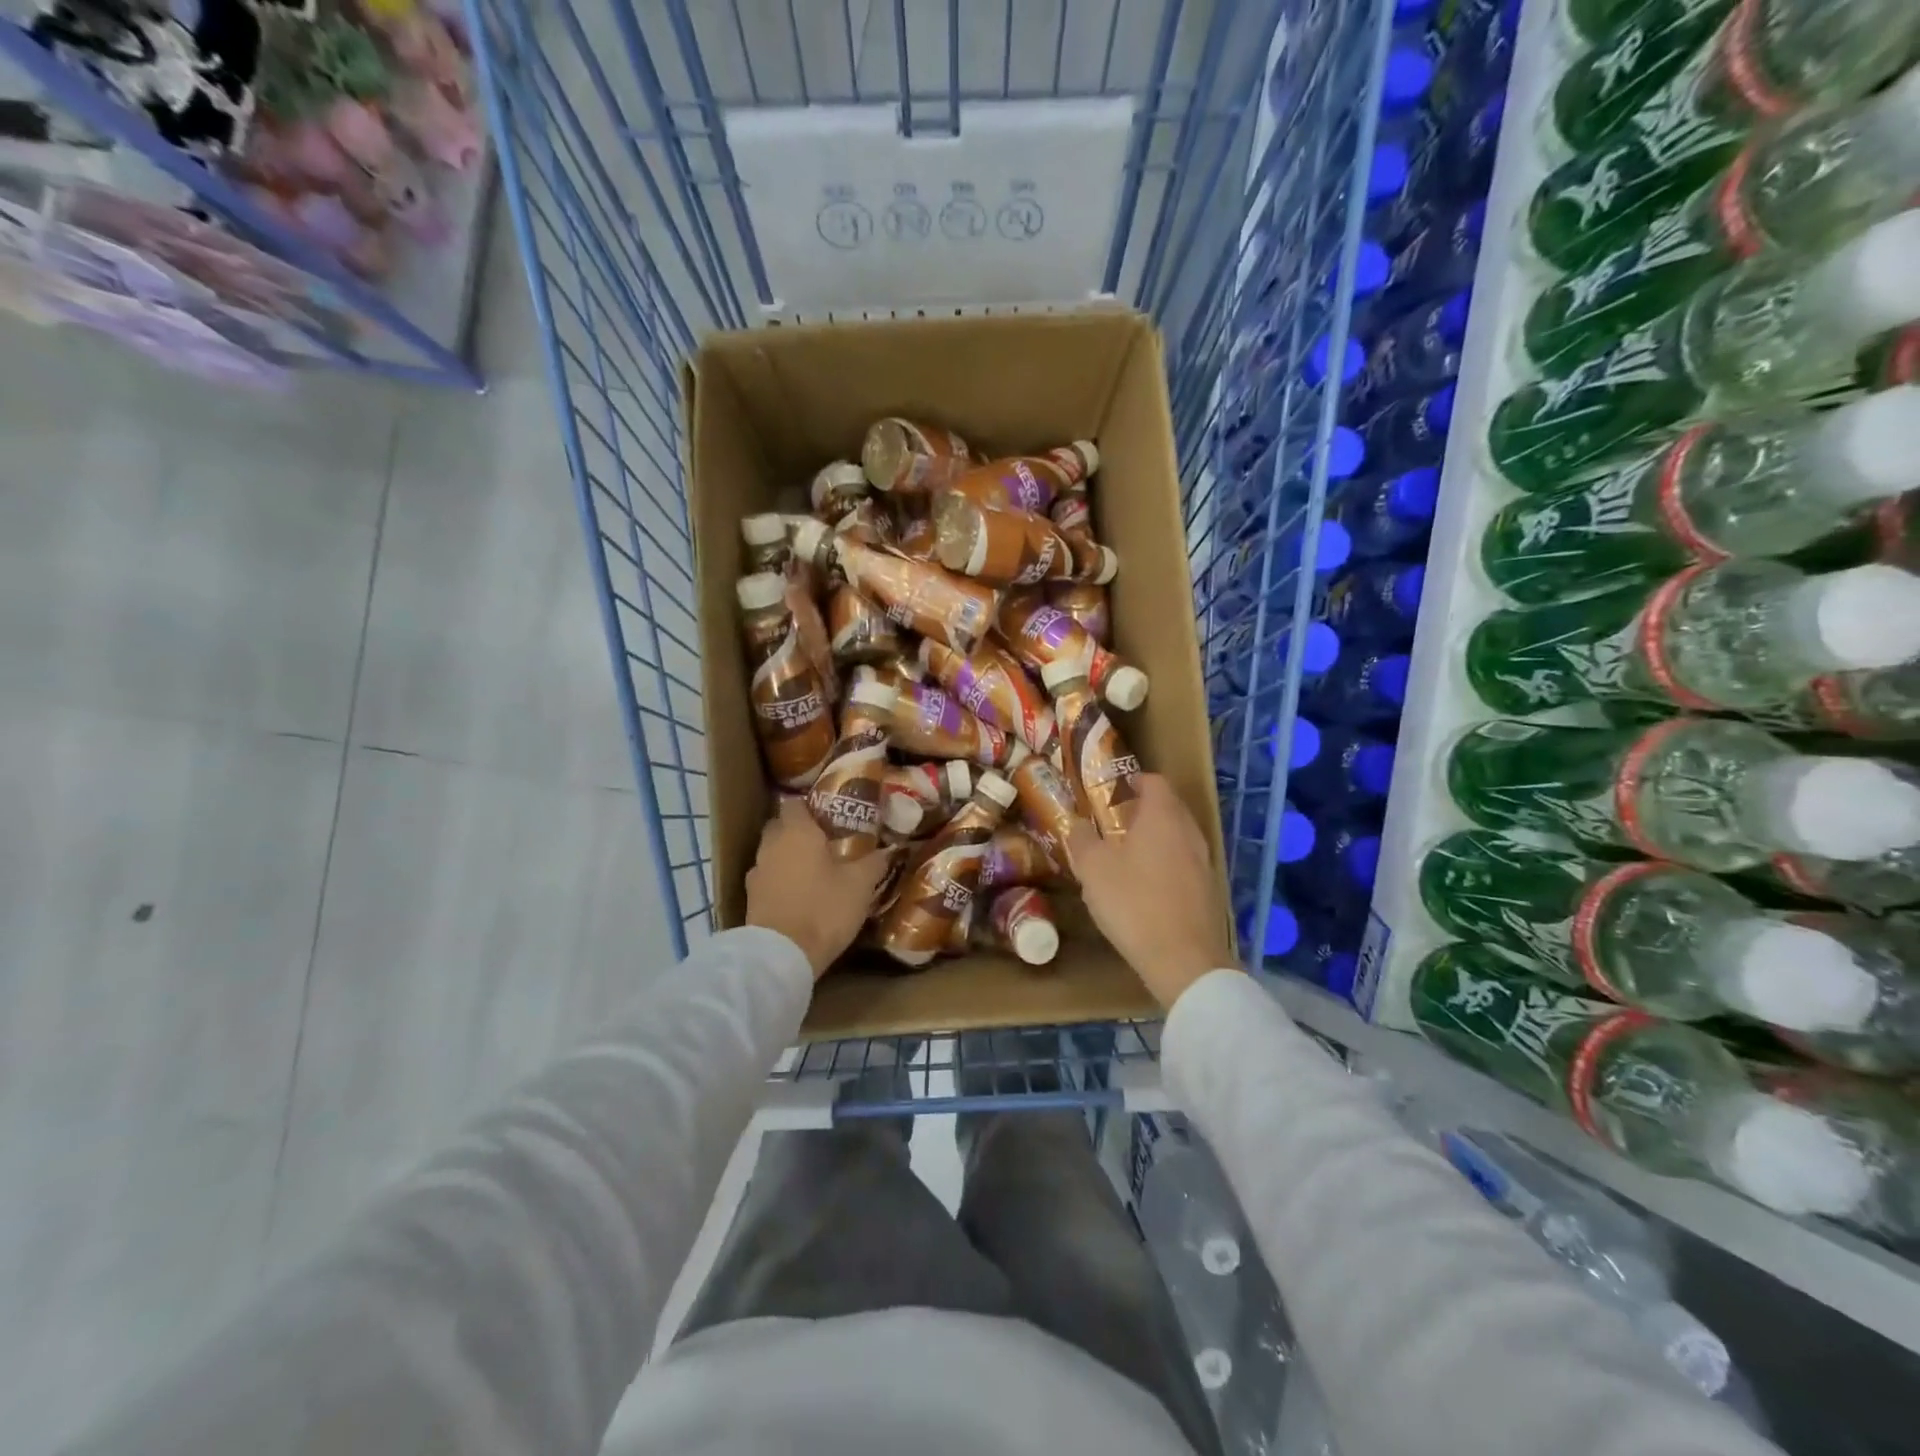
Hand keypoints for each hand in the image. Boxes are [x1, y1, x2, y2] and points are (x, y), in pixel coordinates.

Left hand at [746, 798, 890, 978]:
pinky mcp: (751, 899)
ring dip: (789, 857)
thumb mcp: (860, 885)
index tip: (831, 815)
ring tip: (814, 870)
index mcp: (796, 832)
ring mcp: (757, 873)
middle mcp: (771, 845)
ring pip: (773, 853)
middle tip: (826, 842)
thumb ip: (874, 863)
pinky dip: (781, 881)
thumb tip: (889, 850)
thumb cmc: (823, 909)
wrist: (781, 956)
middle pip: (781, 826)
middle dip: (799, 830)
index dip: (812, 806)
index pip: (795, 803)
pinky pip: (768, 879)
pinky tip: (800, 894)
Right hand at [1067, 775, 1237, 1010]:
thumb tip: (1076, 823)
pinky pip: (1184, 863)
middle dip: (1141, 810)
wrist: (1184, 959)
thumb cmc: (1133, 903)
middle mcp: (1189, 831)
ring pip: (1177, 836)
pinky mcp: (1209, 889)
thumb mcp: (1093, 869)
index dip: (1131, 781)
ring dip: (1154, 838)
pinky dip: (1165, 864)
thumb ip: (1082, 839)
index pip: (1154, 781)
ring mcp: (1204, 861)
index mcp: (1163, 816)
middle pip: (1168, 807)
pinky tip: (1145, 887)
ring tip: (1125, 855)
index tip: (1108, 791)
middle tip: (1111, 823)